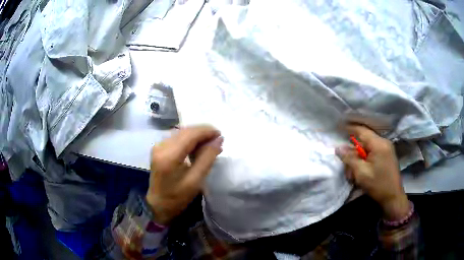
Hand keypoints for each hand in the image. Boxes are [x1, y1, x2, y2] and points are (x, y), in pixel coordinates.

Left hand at [146, 125, 222, 224]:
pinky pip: (177, 137)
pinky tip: (197, 147)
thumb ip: (208, 157)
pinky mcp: (159, 148)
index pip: (190, 134)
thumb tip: (219, 140)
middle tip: (217, 140)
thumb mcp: (196, 180)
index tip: (221, 135)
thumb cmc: (177, 197)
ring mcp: (158, 146)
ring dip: (196, 136)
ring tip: (210, 144)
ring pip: (182, 132)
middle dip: (203, 133)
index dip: (207, 131)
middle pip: (185, 131)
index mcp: (169, 155)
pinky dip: (189, 140)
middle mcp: (161, 146)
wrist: (158, 204)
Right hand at [335, 124, 409, 220]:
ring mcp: (387, 149)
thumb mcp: (361, 173)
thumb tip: (338, 148)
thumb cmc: (378, 185)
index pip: (362, 130)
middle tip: (346, 163)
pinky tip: (361, 170)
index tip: (338, 127)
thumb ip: (350, 159)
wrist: (393, 197)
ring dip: (359, 157)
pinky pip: (373, 152)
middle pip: (364, 140)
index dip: (349, 128)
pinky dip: (365, 159)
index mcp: (379, 144)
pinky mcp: (387, 155)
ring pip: (368, 147)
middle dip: (354, 150)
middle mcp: (384, 142)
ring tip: (353, 172)